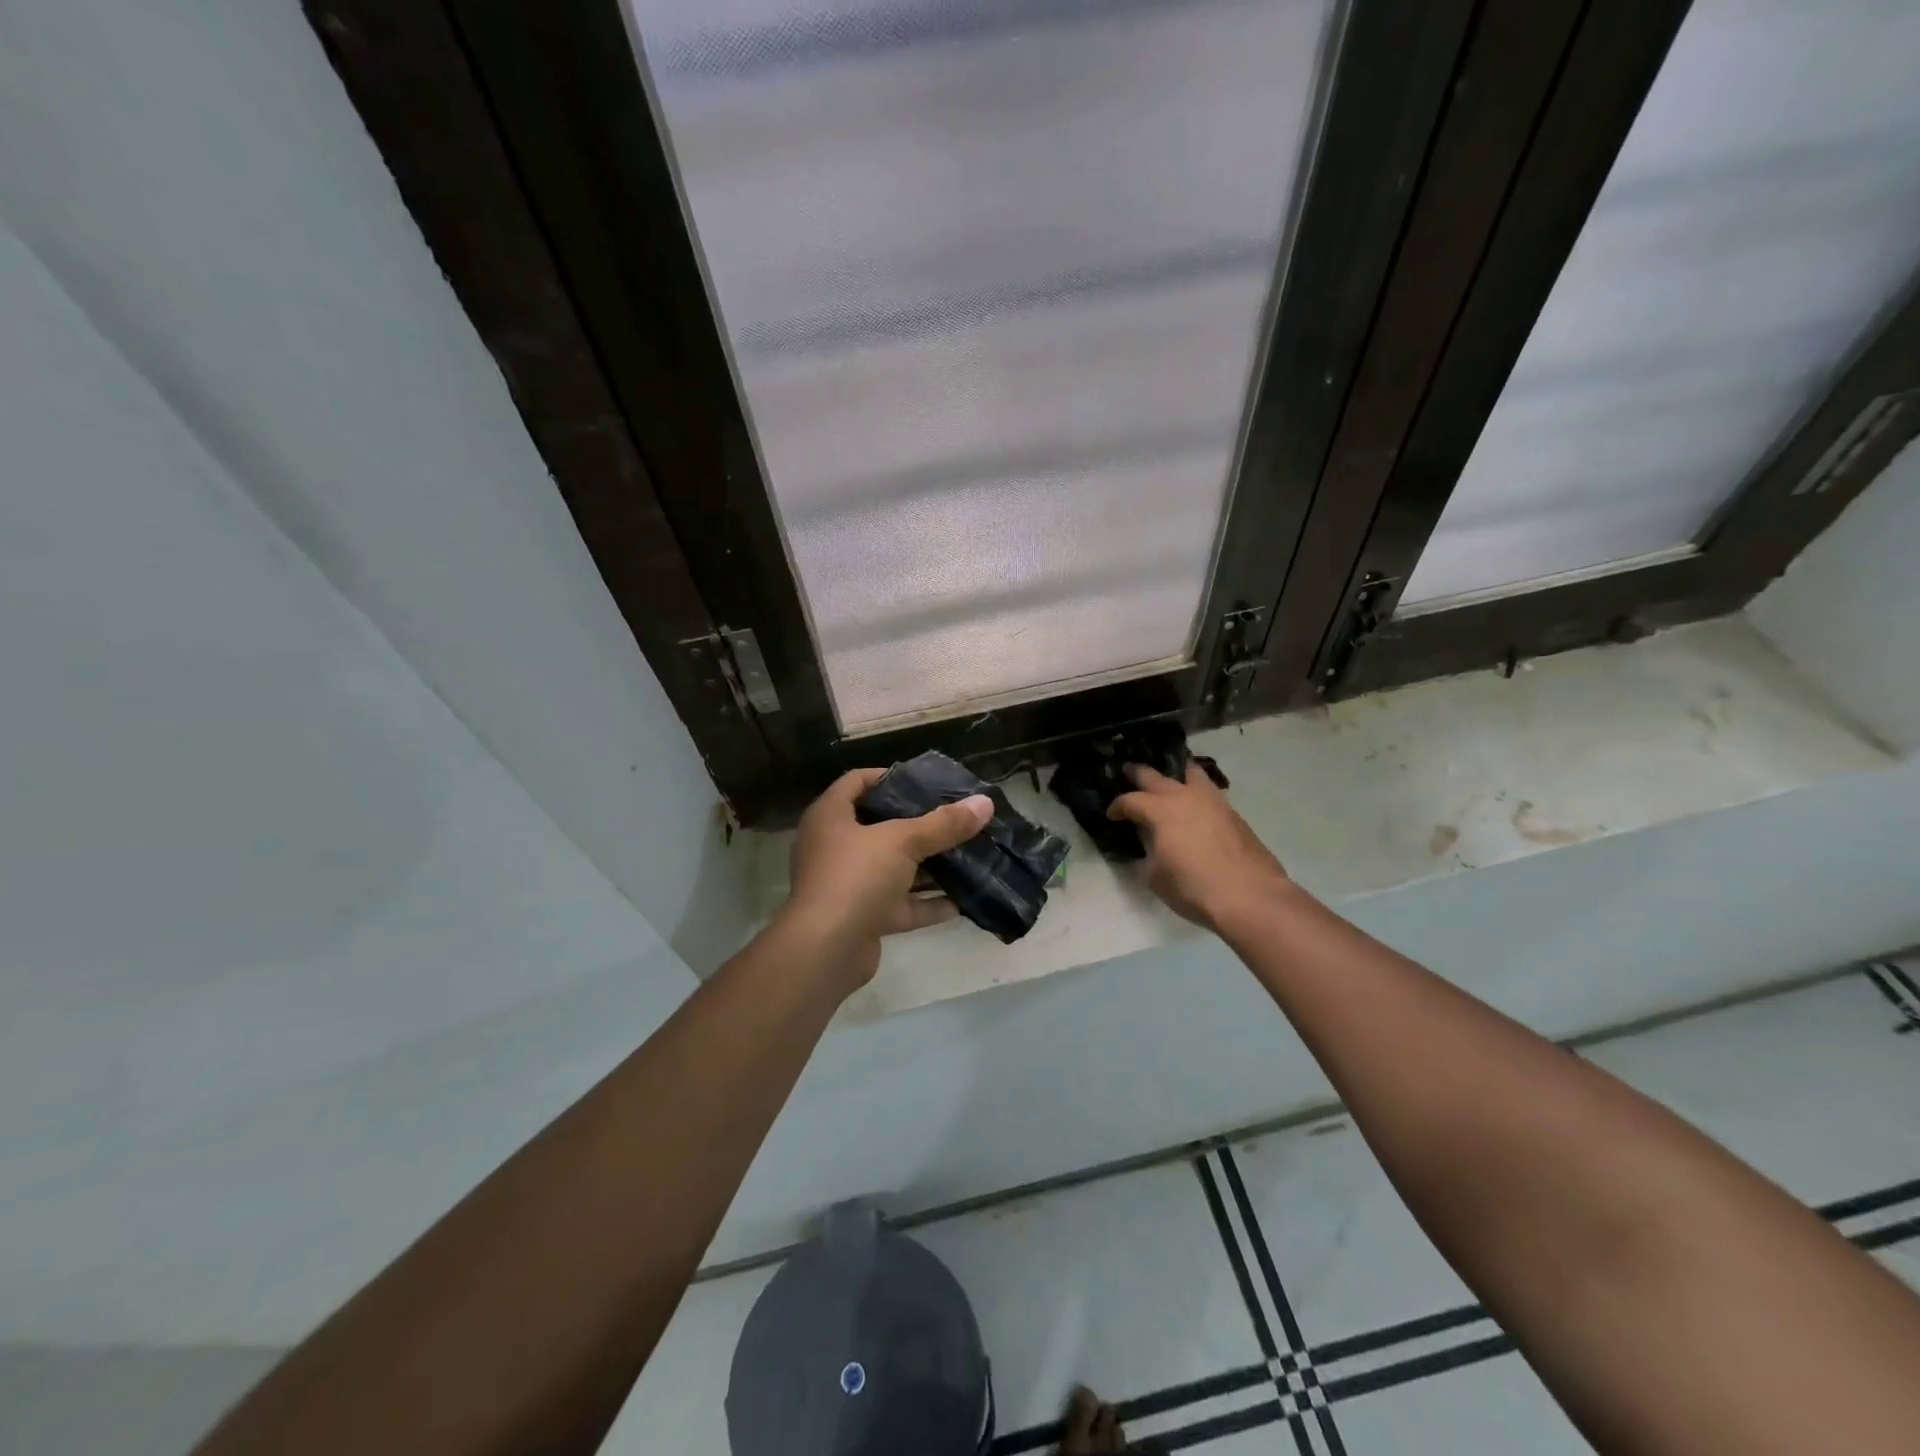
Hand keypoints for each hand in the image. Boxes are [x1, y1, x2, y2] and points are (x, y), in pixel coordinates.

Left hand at [780, 768, 993, 987]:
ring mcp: (848, 884)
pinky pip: (899, 904)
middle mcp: (834, 847)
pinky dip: (926, 903)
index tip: (925, 781)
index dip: (889, 776)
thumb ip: (944, 824)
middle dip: (918, 823)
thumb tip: (985, 803)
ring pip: (893, 868)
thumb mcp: (903, 842)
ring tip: (966, 854)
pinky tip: (961, 900)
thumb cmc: (856, 877)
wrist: (826, 951)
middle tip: (954, 816)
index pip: (857, 781)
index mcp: (830, 817)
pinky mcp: (862, 917)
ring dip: (926, 865)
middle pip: (879, 825)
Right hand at [1108, 762, 1291, 931]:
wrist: (1250, 896)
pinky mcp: (1232, 813)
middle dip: (1138, 773)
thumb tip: (1149, 850)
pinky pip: (1208, 791)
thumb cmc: (1194, 887)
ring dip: (1175, 773)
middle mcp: (1184, 797)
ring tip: (1169, 777)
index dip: (1117, 807)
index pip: (1130, 800)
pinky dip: (1196, 791)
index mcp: (1160, 810)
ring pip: (1190, 773)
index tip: (1112, 815)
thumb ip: (1147, 856)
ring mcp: (1212, 801)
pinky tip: (1194, 804)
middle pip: (1156, 776)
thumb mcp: (1156, 877)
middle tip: (1128, 769)